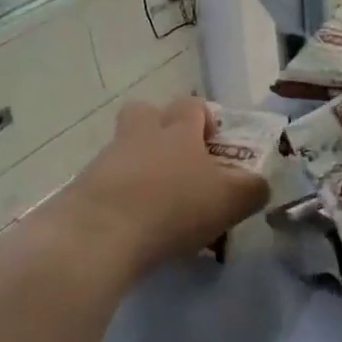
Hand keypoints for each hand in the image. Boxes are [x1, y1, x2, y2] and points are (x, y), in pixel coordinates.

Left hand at [56, 98, 267, 276]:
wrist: (99, 235)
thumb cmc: (173, 208)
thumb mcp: (230, 201)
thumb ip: (252, 190)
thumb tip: (259, 184)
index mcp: (178, 130)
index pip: (192, 105)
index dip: (204, 119)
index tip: (213, 145)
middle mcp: (140, 134)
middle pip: (146, 113)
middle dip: (160, 129)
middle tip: (178, 163)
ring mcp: (107, 159)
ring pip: (125, 148)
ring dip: (139, 166)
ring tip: (156, 204)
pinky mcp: (82, 187)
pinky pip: (106, 181)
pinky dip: (120, 195)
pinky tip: (132, 225)